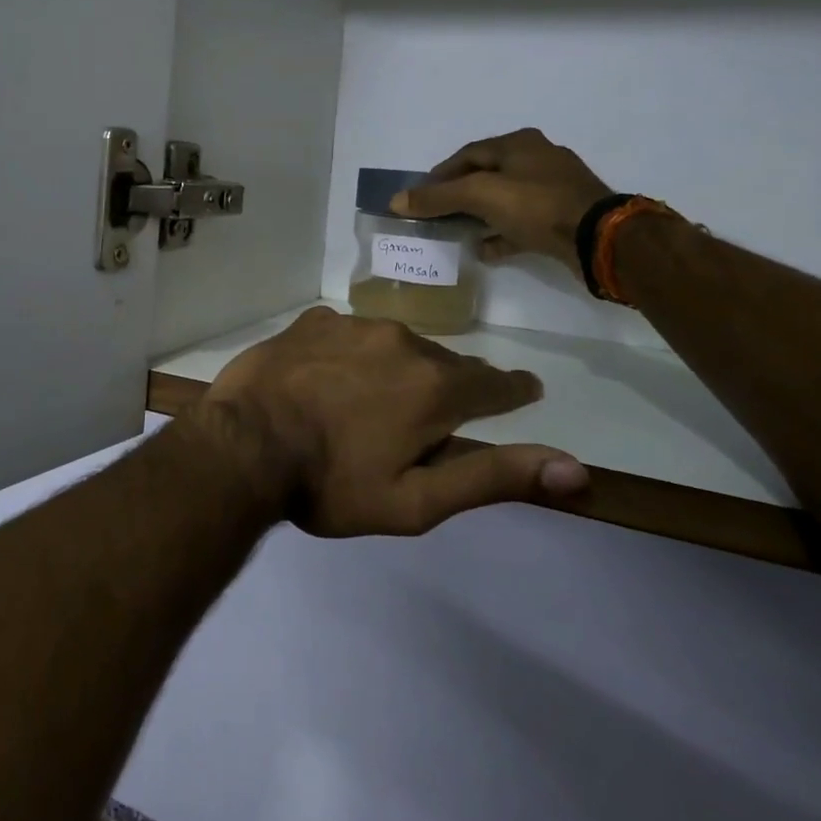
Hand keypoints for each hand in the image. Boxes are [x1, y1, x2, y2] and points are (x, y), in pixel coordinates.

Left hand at [203, 307, 587, 537]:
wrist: (243, 445)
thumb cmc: (330, 483)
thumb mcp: (415, 500)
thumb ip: (494, 477)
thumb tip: (576, 468)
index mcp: (435, 387)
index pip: (495, 385)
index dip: (511, 392)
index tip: (521, 391)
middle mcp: (403, 341)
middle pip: (443, 364)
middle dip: (446, 387)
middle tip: (427, 418)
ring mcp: (354, 324)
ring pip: (395, 344)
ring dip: (396, 367)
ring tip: (376, 399)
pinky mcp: (313, 320)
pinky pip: (349, 334)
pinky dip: (352, 354)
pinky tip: (331, 378)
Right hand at [392, 127, 612, 276]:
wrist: (598, 238)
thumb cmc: (535, 205)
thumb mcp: (478, 196)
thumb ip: (436, 197)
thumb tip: (395, 201)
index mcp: (519, 144)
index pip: (468, 153)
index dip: (440, 174)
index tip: (421, 195)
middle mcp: (538, 159)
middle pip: (487, 175)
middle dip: (459, 195)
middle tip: (437, 214)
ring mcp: (554, 189)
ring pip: (505, 199)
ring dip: (480, 215)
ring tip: (458, 233)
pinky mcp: (564, 217)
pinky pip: (523, 223)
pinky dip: (501, 233)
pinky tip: (485, 250)